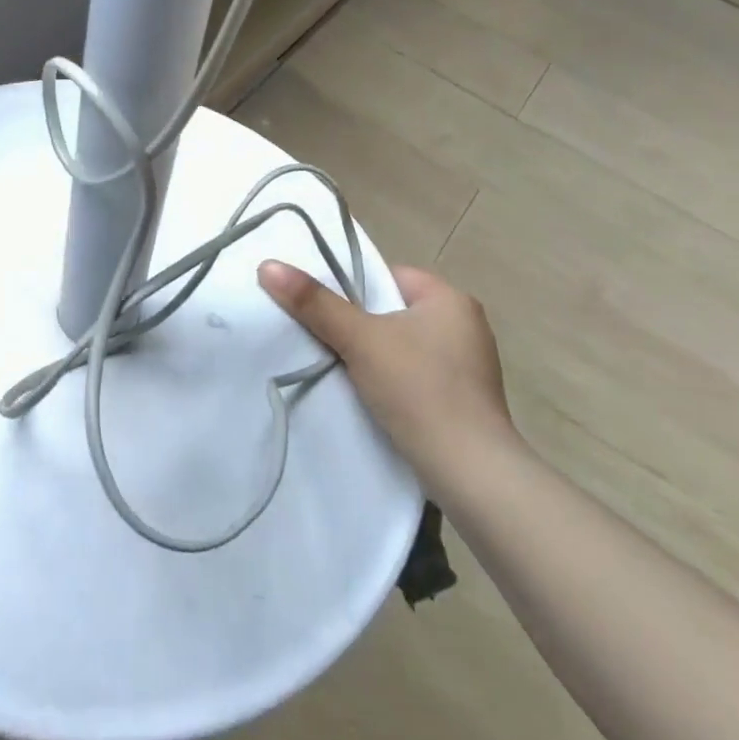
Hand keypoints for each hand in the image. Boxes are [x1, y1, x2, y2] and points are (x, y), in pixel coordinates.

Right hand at [257, 259, 516, 498]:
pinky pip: (414, 374)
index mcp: (450, 299)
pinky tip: (369, 395)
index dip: (350, 288)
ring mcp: (468, 365)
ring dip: (372, 354)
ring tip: (339, 366)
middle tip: (323, 337)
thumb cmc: (419, 389)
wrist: (471, 474)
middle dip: (357, 323)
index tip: (321, 309)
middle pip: (391, 310)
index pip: (386, 276)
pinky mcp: (464, 400)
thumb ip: (314, 302)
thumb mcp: (359, 339)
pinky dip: (390, 379)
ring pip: (401, 345)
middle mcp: (465, 325)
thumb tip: (268, 266)